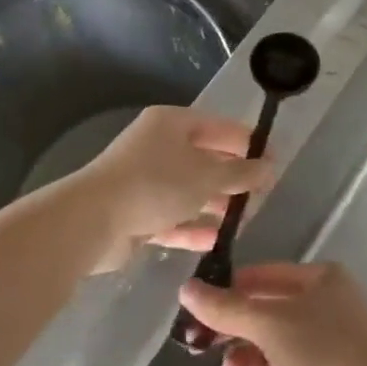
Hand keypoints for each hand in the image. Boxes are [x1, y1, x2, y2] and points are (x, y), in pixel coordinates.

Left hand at [74, 106, 273, 262]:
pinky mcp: (136, 213)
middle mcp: (157, 147)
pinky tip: (216, 241)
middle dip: (232, 178)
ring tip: (243, 221)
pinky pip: (172, 218)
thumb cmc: (156, 184)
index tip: (273, 162)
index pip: (219, 128)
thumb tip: (268, 168)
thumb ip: (241, 173)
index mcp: (172, 124)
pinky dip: (192, 228)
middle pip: (204, 160)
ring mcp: (145, 181)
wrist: (92, 221)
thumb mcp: (207, 175)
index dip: (248, 143)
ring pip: (189, 191)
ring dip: (214, 206)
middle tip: (261, 196)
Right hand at [177, 263, 366, 365]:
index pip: (264, 277)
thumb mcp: (270, 322)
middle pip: (267, 315)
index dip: (230, 291)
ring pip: (275, 348)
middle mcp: (325, 306)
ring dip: (250, 362)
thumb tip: (186, 288)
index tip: (198, 311)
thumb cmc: (324, 347)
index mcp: (319, 279)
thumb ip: (226, 308)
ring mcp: (329, 345)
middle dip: (237, 334)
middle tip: (205, 350)